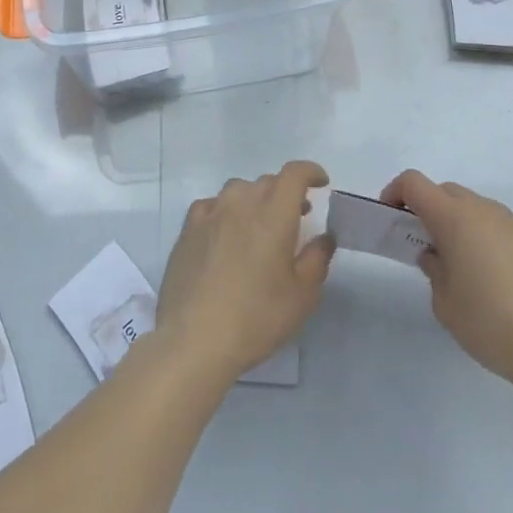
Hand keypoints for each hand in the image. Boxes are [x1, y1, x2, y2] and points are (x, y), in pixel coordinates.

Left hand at [157, 160, 334, 382]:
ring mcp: (210, 214)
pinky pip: (212, 205)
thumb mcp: (302, 296)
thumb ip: (317, 259)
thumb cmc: (256, 319)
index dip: (310, 172)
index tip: (321, 183)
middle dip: (286, 192)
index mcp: (274, 215)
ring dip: (255, 199)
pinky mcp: (188, 229)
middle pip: (268, 181)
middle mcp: (241, 204)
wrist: (194, 340)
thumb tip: (324, 237)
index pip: (294, 174)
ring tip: (260, 224)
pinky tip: (226, 232)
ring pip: (238, 190)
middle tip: (297, 216)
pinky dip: (226, 210)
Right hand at [382, 169, 512, 397]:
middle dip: (434, 210)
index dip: (397, 192)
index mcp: (456, 219)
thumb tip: (437, 255)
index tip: (393, 217)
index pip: (415, 184)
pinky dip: (504, 246)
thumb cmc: (491, 325)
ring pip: (486, 213)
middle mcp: (489, 211)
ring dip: (472, 229)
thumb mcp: (445, 305)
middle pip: (450, 193)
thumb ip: (434, 270)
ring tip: (477, 271)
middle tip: (432, 246)